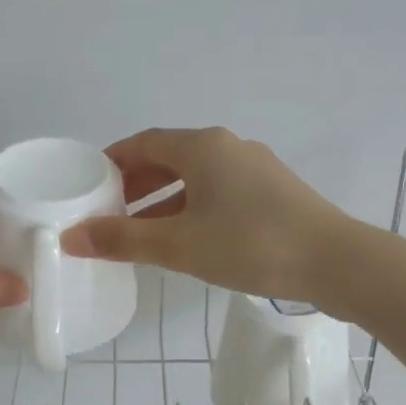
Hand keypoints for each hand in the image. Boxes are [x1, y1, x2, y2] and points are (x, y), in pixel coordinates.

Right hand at [60, 127, 353, 303]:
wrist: (335, 262)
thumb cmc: (250, 244)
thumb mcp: (179, 245)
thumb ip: (123, 240)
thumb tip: (71, 237)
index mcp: (202, 147)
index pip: (144, 142)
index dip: (112, 161)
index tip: (88, 184)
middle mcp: (229, 148)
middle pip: (170, 158)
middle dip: (136, 184)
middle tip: (109, 212)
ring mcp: (256, 169)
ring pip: (196, 178)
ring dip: (164, 200)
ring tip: (141, 232)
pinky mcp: (274, 194)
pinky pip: (219, 193)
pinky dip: (193, 209)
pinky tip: (187, 240)